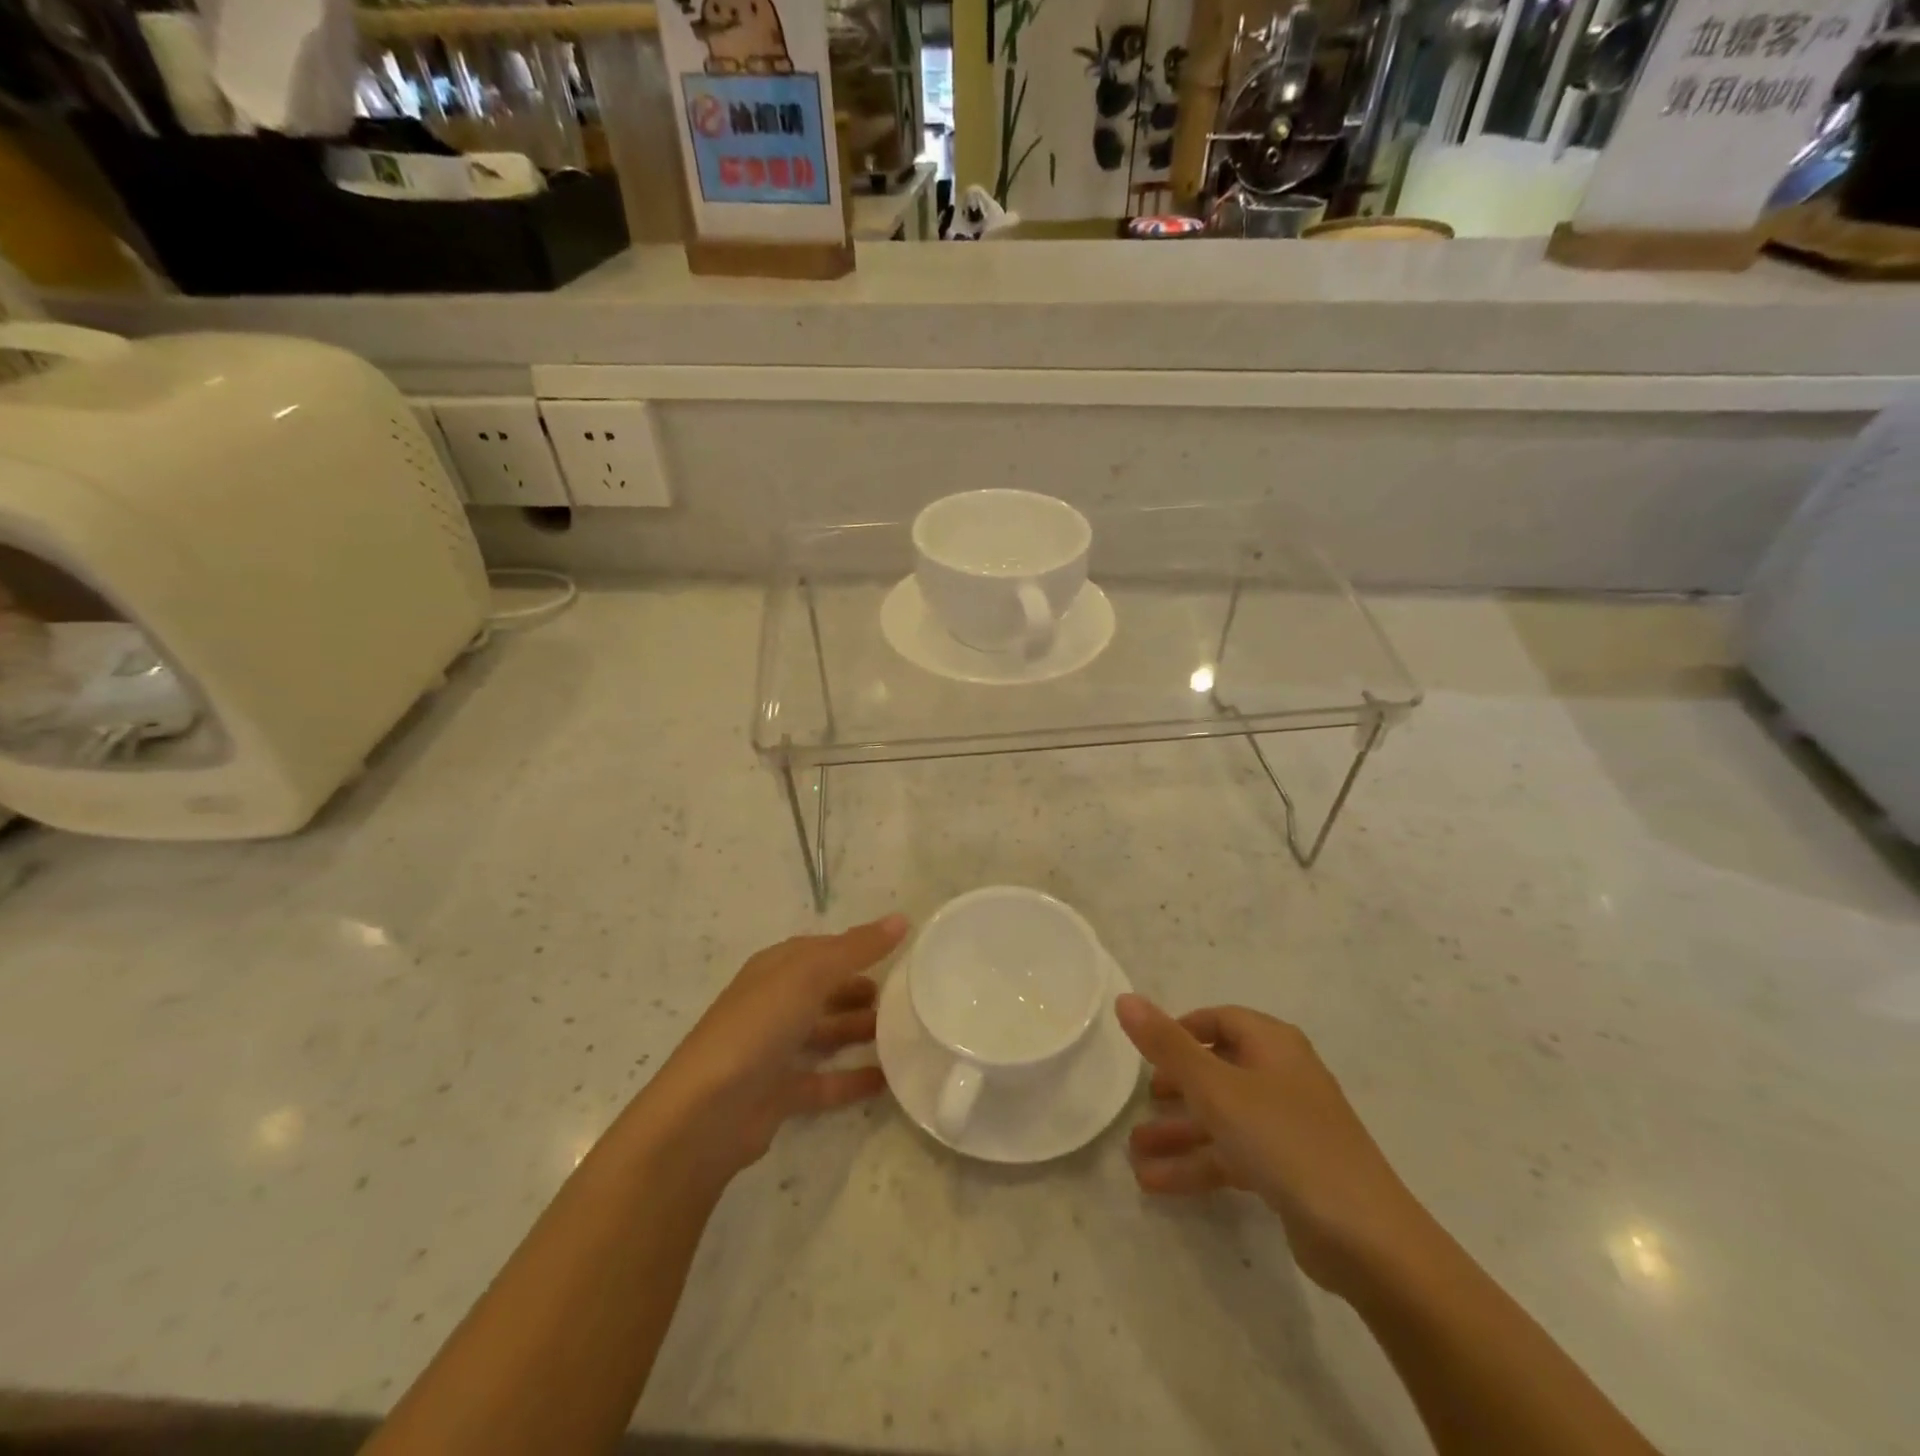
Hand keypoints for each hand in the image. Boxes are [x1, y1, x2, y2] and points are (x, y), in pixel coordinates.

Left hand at [645, 916, 907, 1183]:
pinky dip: (853, 1078)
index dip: (858, 946)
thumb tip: (902, 918)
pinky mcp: (779, 1093)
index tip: (900, 950)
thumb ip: (856, 948)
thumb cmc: (758, 1027)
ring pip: (826, 1033)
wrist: (706, 1114)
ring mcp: (774, 1050)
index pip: (823, 949)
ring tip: (904, 1032)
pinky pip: (824, 1081)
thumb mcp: (810, 975)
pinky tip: (887, 1079)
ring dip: (860, 1030)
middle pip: (825, 990)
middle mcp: (773, 1004)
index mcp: (775, 969)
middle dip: (861, 989)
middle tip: (906, 995)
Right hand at [1116, 995, 1429, 1295]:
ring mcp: (1288, 1126)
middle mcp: (1282, 1077)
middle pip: (1219, 1068)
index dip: (1182, 1030)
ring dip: (1179, 1133)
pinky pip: (1233, 1155)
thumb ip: (1167, 1045)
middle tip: (1143, 1098)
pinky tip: (1156, 1183)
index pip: (1220, 1020)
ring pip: (1222, 1117)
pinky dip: (1198, 1164)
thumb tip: (1124, 998)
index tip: (1148, 1051)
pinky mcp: (1290, 1171)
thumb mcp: (1216, 1089)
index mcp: (1273, 1045)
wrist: (1367, 1239)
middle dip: (1176, 1085)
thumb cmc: (1286, 1142)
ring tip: (1133, 1152)